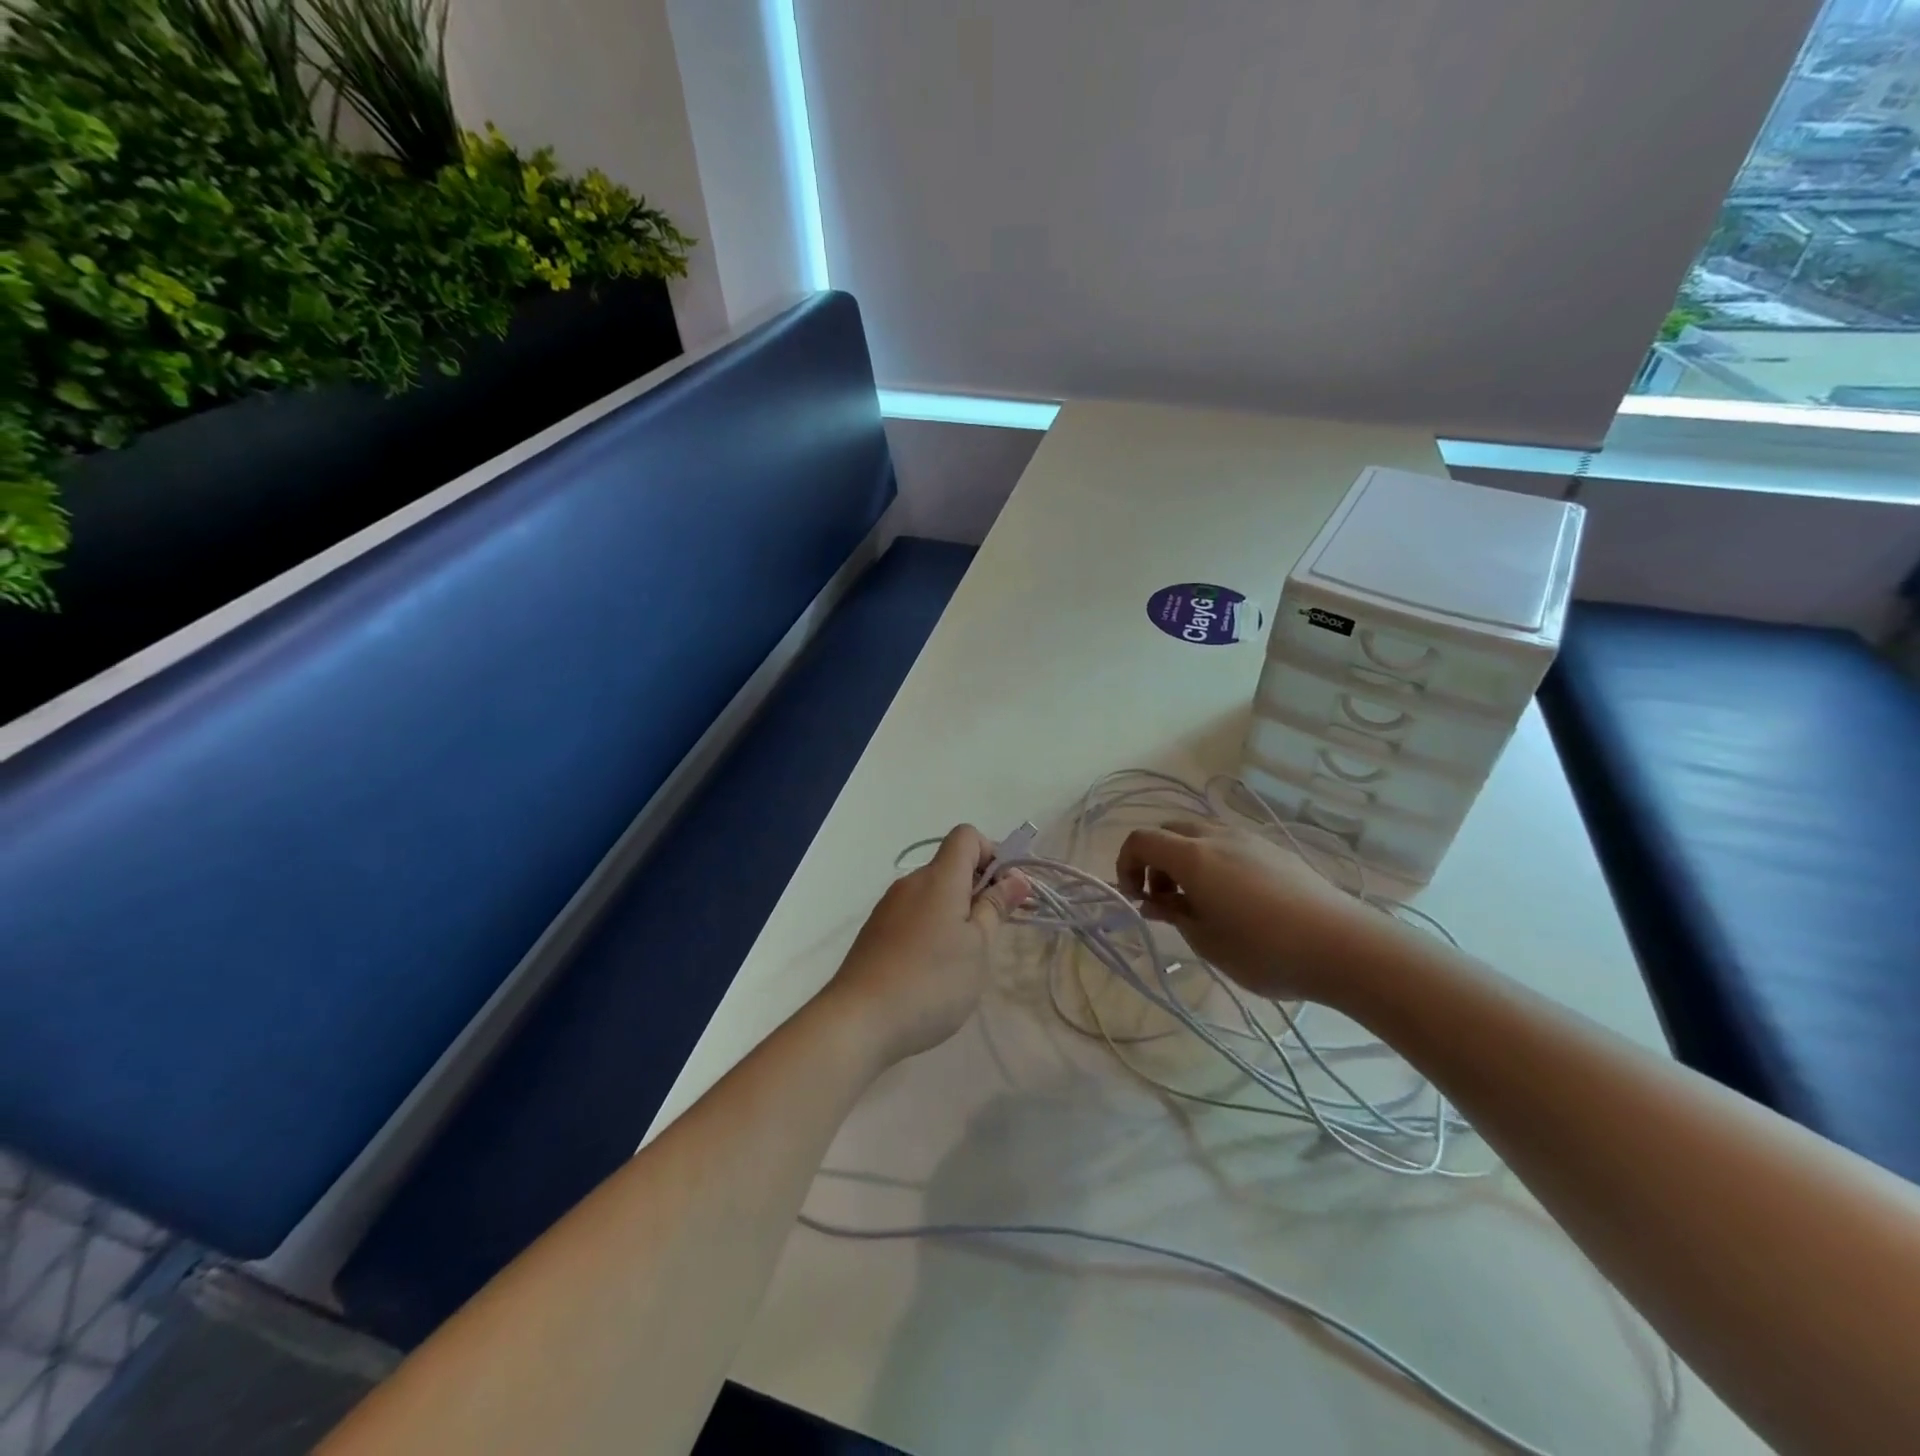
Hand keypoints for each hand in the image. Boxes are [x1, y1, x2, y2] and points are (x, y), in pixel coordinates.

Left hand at [823, 826, 1030, 1068]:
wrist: (858, 1021)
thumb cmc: (931, 982)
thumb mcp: (977, 947)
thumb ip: (996, 908)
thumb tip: (1015, 877)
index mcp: (939, 878)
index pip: (967, 836)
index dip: (992, 853)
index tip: (1004, 892)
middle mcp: (911, 883)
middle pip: (950, 865)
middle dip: (978, 888)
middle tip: (994, 932)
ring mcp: (889, 907)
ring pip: (932, 893)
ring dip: (956, 912)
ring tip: (965, 958)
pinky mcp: (876, 932)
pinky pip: (914, 914)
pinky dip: (932, 928)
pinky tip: (934, 969)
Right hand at [1115, 821, 1389, 1001]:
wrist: (1344, 946)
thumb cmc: (1264, 950)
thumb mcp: (1207, 940)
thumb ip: (1174, 914)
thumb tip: (1154, 901)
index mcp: (1193, 856)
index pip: (1141, 840)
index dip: (1126, 864)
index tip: (1135, 899)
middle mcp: (1217, 836)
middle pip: (1169, 831)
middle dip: (1155, 861)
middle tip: (1163, 899)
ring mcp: (1249, 839)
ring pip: (1200, 834)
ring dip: (1184, 859)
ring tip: (1198, 901)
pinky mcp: (1275, 850)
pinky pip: (1228, 843)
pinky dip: (1213, 860)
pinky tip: (1233, 898)